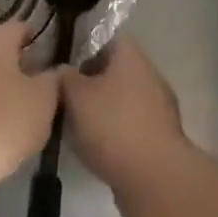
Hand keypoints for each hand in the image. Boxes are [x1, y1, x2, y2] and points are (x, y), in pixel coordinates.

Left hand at [0, 21, 60, 191]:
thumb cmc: (5, 121)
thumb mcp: (44, 99)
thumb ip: (54, 80)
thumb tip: (55, 71)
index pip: (16, 27)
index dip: (34, 33)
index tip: (51, 46)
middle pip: (2, 55)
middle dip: (24, 66)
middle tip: (48, 82)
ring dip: (10, 91)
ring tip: (34, 110)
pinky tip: (11, 131)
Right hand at [61, 37, 188, 216]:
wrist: (155, 179)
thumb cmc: (113, 126)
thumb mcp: (76, 96)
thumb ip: (64, 77)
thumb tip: (61, 70)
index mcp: (130, 56)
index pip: (104, 37)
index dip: (80, 45)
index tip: (59, 59)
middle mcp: (148, 75)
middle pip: (112, 68)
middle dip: (87, 80)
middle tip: (59, 92)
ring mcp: (158, 107)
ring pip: (119, 98)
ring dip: (99, 107)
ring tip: (70, 121)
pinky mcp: (158, 137)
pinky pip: (128, 124)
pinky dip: (111, 131)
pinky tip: (91, 145)